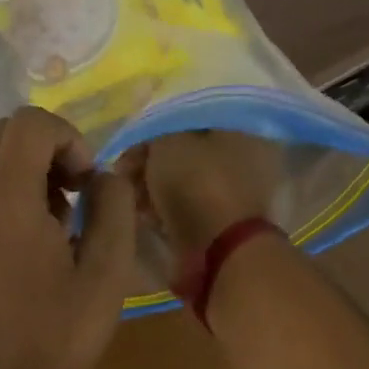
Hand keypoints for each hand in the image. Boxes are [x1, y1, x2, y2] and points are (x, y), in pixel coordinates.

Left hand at [0, 108, 136, 368]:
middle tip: (73, 195)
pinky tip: (25, 243)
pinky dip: (5, 193)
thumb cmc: (56, 336)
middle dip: (47, 149)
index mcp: (6, 199)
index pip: (30, 122)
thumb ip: (113, 208)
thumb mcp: (106, 273)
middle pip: (5, 132)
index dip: (69, 138)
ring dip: (27, 171)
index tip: (86, 182)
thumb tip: (103, 176)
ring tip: (53, 225)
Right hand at [133, 130, 282, 258]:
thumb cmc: (197, 184)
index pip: (186, 117)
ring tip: (131, 197)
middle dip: (151, 160)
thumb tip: (147, 137)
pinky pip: (187, 204)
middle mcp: (244, 155)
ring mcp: (237, 192)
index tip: (129, 145)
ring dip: (154, 185)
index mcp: (238, 127)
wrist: (220, 251)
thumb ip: (155, 131)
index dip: (153, 129)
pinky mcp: (225, 222)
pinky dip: (166, 207)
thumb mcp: (169, 142)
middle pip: (185, 150)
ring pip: (184, 179)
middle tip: (124, 174)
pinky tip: (145, 214)